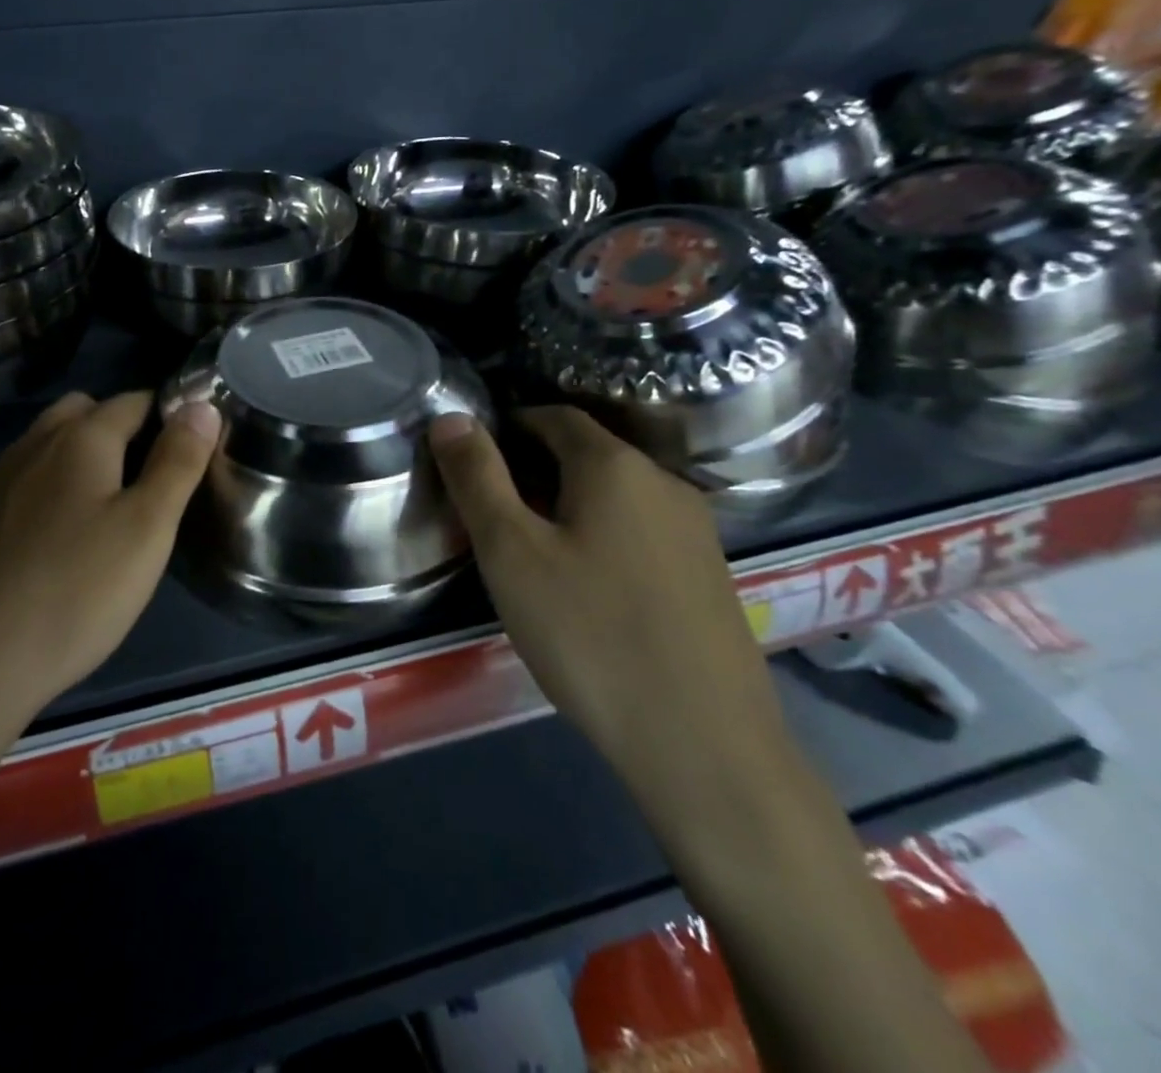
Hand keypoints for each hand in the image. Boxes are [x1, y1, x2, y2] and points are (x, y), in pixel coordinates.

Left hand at [0, 390, 221, 722]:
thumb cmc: (76, 589)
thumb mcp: (147, 527)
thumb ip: (178, 461)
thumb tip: (201, 405)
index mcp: (80, 438)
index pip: (134, 400)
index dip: (170, 414)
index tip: (195, 448)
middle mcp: (35, 445)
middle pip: (84, 411)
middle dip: (123, 426)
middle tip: (155, 475)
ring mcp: (1, 482)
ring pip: (51, 443)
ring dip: (86, 453)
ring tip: (116, 501)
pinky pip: (29, 479)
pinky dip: (56, 484)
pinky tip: (68, 532)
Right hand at [428, 406, 791, 802]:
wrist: (704, 745)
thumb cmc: (589, 633)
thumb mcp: (510, 552)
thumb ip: (477, 478)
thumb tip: (451, 417)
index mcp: (614, 465)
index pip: (553, 416)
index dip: (507, 426)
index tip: (471, 460)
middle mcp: (664, 483)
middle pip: (586, 453)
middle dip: (532, 466)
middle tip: (488, 510)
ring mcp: (696, 531)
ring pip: (615, 494)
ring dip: (567, 502)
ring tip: (529, 549)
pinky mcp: (709, 576)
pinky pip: (640, 530)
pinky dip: (601, 534)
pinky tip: (584, 585)